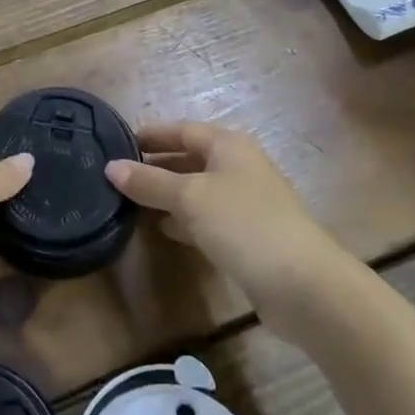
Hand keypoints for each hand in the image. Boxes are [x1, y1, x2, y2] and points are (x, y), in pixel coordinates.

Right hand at [107, 121, 345, 332]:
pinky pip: (207, 219)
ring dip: (168, 195)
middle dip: (157, 165)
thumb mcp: (190, 198)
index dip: (153, 134)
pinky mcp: (248, 237)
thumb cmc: (244, 224)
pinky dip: (184, 220)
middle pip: (191, 158)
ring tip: (131, 201)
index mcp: (229, 146)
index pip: (183, 129)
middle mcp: (239, 168)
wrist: (304, 285)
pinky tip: (162, 230)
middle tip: (119, 174)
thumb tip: (111, 167)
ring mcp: (246, 204)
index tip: (119, 142)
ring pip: (198, 190)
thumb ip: (150, 182)